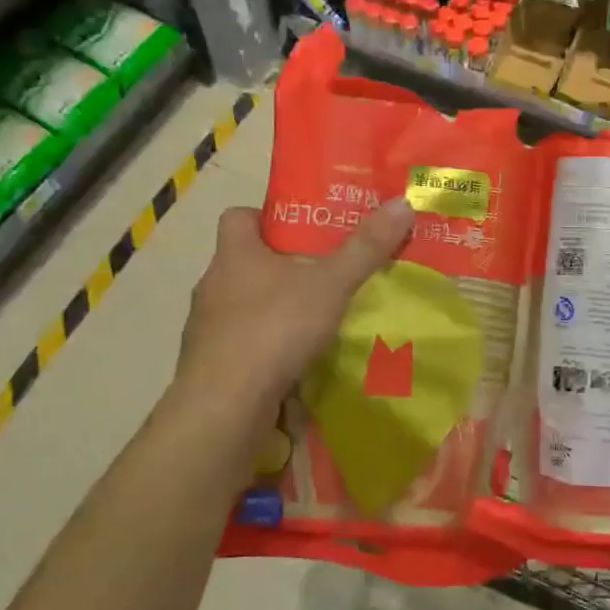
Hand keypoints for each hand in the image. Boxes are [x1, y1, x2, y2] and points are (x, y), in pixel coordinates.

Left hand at [176, 199, 415, 432]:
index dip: (267, 216)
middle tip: (323, 271)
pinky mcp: (210, 364)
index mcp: (234, 253)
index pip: (238, 216)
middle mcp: (213, 284)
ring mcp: (207, 328)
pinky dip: (265, 345)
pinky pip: (241, 343)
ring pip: (242, 304)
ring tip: (315, 317)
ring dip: (273, 307)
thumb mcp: (331, 284)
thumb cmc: (274, 328)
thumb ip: (366, 248)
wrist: (225, 405)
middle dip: (280, 265)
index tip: (302, 228)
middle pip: (244, 261)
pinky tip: (294, 359)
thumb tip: (402, 204)